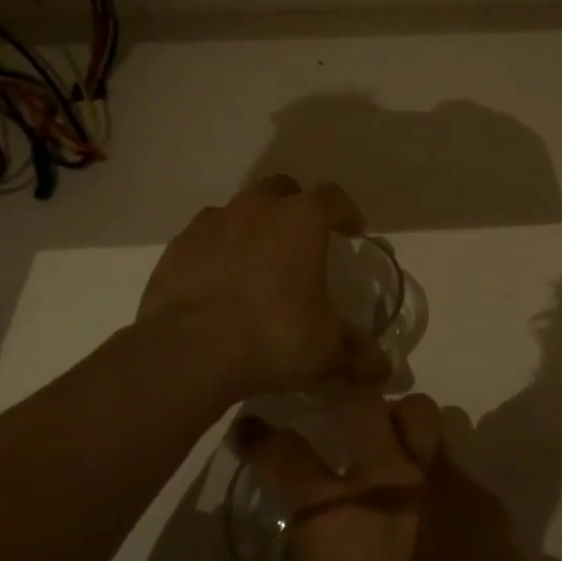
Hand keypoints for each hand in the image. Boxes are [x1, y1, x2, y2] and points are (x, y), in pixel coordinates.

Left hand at [138, 176, 389, 399]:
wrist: (188, 351)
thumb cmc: (272, 336)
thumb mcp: (326, 351)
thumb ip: (359, 354)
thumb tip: (383, 370)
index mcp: (301, 219)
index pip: (333, 198)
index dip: (346, 212)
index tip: (353, 232)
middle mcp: (258, 207)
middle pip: (284, 190)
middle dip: (296, 209)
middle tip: (303, 242)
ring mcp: (213, 222)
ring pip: (241, 210)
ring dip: (254, 227)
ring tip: (258, 264)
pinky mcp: (178, 246)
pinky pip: (206, 237)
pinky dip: (218, 250)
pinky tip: (219, 282)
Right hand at [233, 394, 554, 560]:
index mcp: (334, 524)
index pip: (283, 454)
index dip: (260, 436)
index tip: (251, 428)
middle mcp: (388, 485)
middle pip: (358, 400)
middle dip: (337, 394)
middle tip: (330, 414)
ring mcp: (444, 487)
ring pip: (419, 412)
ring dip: (397, 420)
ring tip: (390, 450)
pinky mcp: (488, 505)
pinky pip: (456, 464)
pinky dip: (437, 472)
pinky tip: (437, 513)